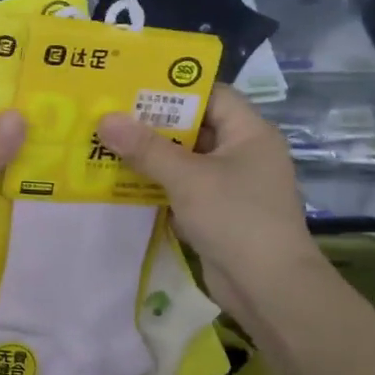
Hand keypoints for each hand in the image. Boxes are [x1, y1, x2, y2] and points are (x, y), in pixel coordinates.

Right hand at [98, 86, 323, 329]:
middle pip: (195, 128)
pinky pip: (184, 189)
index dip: (174, 89)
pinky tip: (122, 183)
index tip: (133, 87)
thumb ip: (146, 148)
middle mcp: (243, 153)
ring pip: (186, 161)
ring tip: (106, 146)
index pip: (212, 95)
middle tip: (109, 116)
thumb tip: (105, 119)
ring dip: (151, 158)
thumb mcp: (187, 178)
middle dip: (153, 125)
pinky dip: (158, 186)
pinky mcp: (219, 213)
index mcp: (249, 133)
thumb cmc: (235, 218)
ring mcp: (232, 185)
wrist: (269, 288)